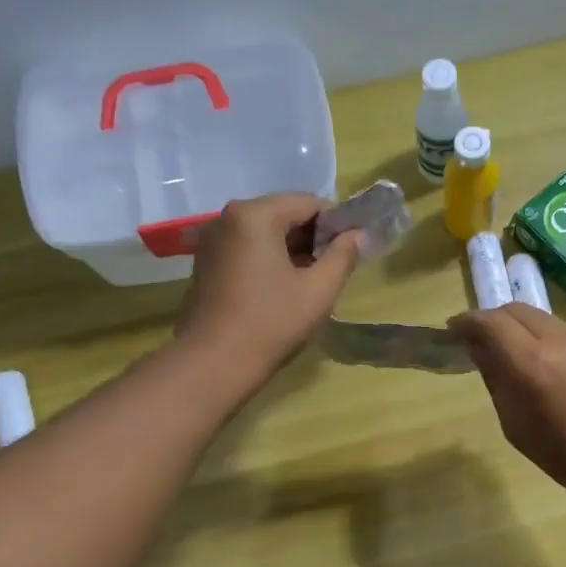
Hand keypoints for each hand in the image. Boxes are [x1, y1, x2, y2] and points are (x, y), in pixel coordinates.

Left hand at [175, 193, 364, 376]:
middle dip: (314, 237)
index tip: (352, 250)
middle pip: (285, 214)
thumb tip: (358, 234)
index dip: (337, 223)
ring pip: (266, 233)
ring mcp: (213, 240)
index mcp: (256, 215)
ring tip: (312, 282)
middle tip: (335, 269)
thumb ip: (343, 256)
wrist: (213, 363)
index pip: (309, 202)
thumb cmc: (271, 323)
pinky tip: (283, 290)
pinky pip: (248, 249)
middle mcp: (228, 217)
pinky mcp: (207, 263)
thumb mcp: (318, 290)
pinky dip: (270, 260)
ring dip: (293, 250)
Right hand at [448, 303, 565, 501]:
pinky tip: (538, 360)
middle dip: (491, 318)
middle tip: (476, 339)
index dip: (467, 322)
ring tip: (506, 349)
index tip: (452, 330)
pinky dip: (539, 335)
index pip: (492, 323)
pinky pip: (560, 330)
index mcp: (533, 364)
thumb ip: (497, 382)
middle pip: (516, 310)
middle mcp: (558, 340)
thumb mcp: (518, 427)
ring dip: (516, 325)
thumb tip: (481, 352)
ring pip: (540, 317)